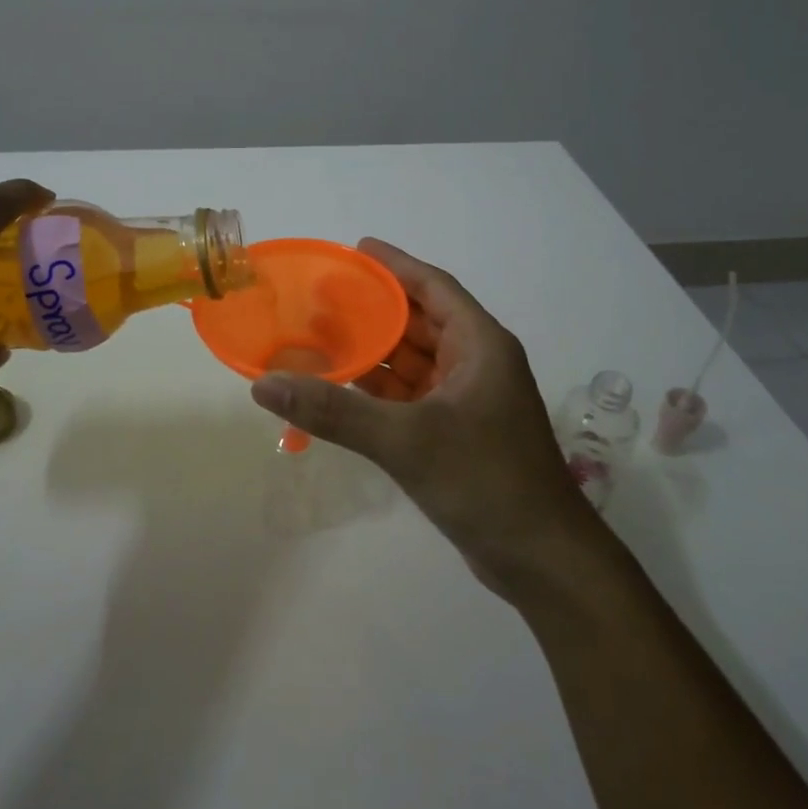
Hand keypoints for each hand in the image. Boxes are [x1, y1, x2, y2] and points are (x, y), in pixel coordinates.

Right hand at [250, 239, 597, 602]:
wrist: (542, 560)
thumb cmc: (485, 480)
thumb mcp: (406, 440)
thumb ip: (334, 410)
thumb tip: (265, 384)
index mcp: (480, 345)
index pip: (433, 287)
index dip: (395, 265)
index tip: (355, 249)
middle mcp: (476, 364)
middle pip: (420, 321)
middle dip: (375, 308)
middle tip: (322, 296)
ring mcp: (468, 401)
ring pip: (414, 362)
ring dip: (374, 351)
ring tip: (321, 336)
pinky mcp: (458, 434)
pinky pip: (411, 396)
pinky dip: (379, 390)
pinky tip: (342, 387)